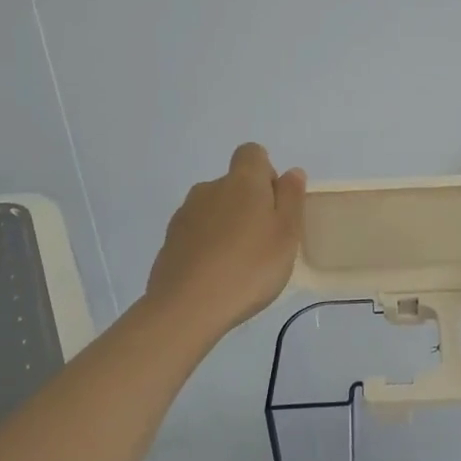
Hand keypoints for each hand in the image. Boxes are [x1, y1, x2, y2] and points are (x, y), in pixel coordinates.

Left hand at [145, 143, 306, 336]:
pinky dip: (208, 244)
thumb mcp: (287, 233)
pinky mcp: (169, 241)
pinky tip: (216, 275)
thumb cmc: (250, 267)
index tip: (274, 204)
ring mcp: (185, 214)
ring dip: (227, 225)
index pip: (251, 153)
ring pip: (214, 208)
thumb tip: (291, 172)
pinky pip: (196, 232)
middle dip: (249, 203)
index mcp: (242, 181)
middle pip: (233, 183)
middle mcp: (210, 188)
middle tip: (264, 241)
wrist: (187, 307)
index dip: (265, 172)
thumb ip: (291, 198)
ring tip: (239, 262)